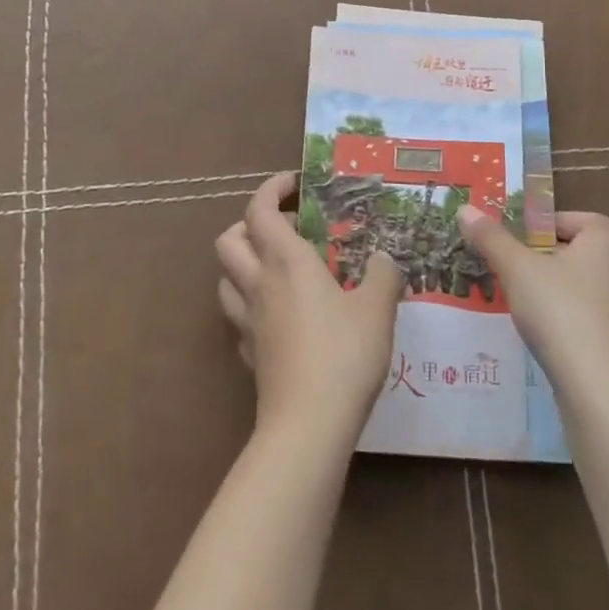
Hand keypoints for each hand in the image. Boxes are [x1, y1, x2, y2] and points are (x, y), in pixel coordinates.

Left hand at [217, 173, 403, 443]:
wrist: (308, 426)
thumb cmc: (344, 355)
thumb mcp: (377, 310)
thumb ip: (382, 277)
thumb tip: (383, 259)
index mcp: (286, 261)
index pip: (260, 209)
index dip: (271, 188)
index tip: (294, 183)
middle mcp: (259, 283)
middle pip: (229, 239)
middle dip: (249, 224)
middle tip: (285, 228)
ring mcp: (248, 321)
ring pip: (225, 278)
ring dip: (243, 264)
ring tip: (277, 269)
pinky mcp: (249, 355)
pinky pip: (238, 317)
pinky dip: (251, 305)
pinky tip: (278, 316)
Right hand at [457, 206, 608, 403]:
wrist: (600, 388)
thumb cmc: (560, 311)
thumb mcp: (516, 268)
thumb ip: (491, 238)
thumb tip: (465, 209)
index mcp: (606, 243)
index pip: (583, 219)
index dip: (553, 224)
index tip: (523, 238)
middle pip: (585, 252)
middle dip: (552, 256)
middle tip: (519, 265)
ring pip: (588, 287)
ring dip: (559, 289)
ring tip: (525, 299)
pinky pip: (592, 318)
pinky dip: (570, 319)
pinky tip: (544, 333)